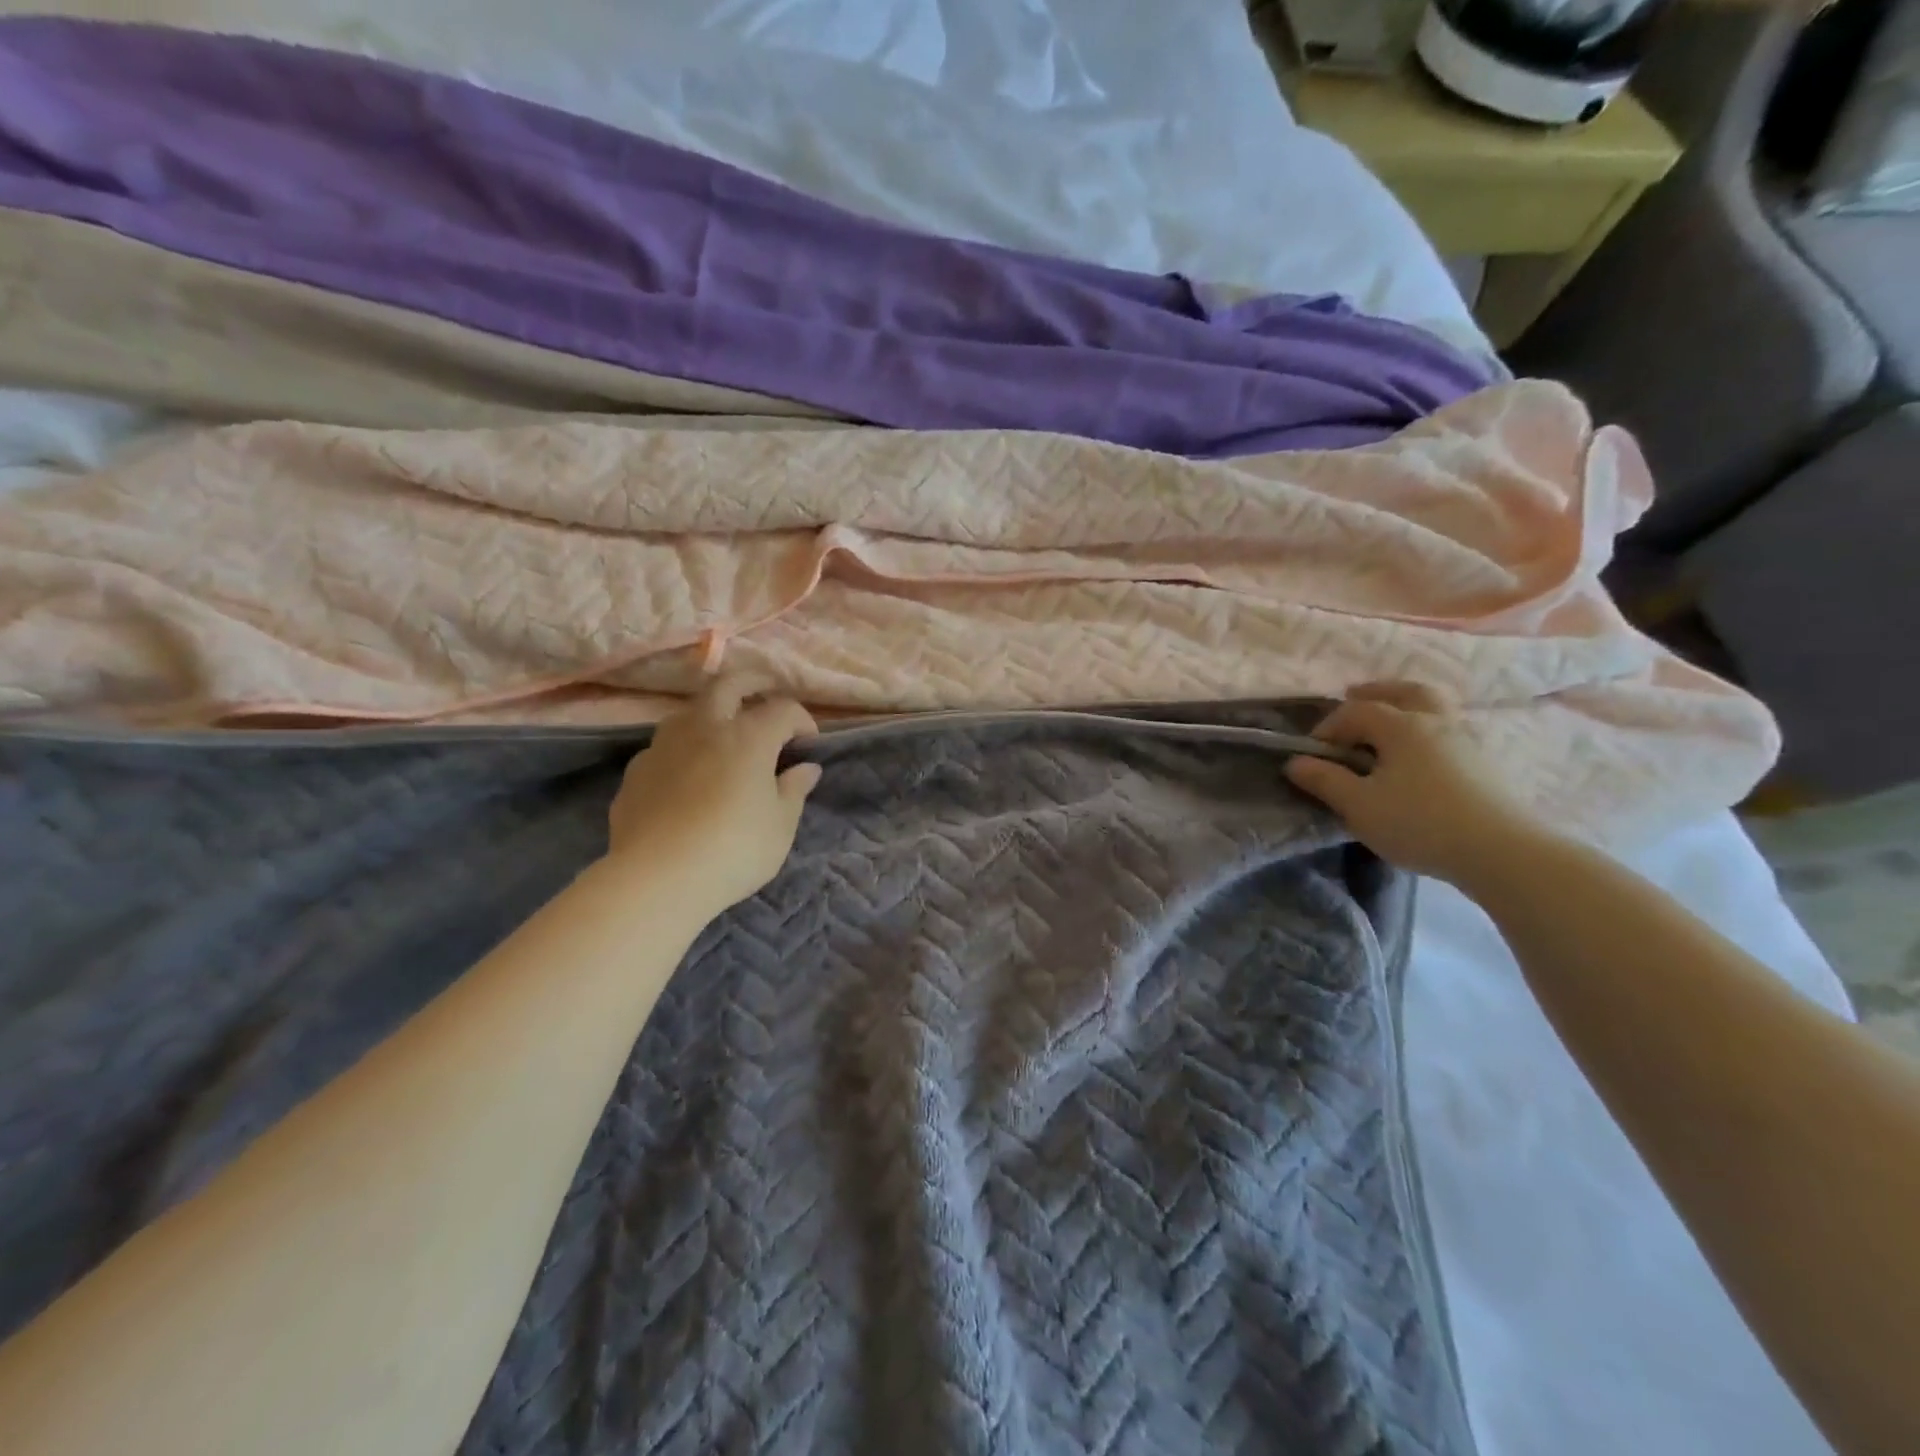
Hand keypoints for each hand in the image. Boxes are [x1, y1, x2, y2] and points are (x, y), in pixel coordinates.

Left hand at [605, 678, 821, 911]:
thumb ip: (794, 790)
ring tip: (723, 732)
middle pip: (729, 685)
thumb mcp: (780, 826)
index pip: (783, 710)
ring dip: (712, 712)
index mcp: (749, 736)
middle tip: (765, 694)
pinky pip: (665, 746)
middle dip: (752, 684)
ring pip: (690, 711)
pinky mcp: (637, 770)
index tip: (809, 744)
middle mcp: (705, 727)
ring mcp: (664, 745)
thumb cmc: (734, 850)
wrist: (656, 879)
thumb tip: (805, 768)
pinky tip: (687, 774)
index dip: (802, 721)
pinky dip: (683, 749)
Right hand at [1284, 682, 1545, 884]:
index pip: (1356, 711)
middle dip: (1376, 692)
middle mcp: (1436, 721)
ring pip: (1435, 707)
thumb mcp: (1359, 806)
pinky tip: (1422, 752)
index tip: (1312, 753)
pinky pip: (1450, 729)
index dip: (1328, 726)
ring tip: (1390, 721)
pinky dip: (1429, 728)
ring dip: (1407, 706)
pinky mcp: (1486, 762)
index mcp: (1401, 726)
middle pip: (1406, 691)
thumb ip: (1325, 780)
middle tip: (1354, 697)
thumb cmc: (1419, 823)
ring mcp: (1467, 739)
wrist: (1502, 852)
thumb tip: (1295, 762)